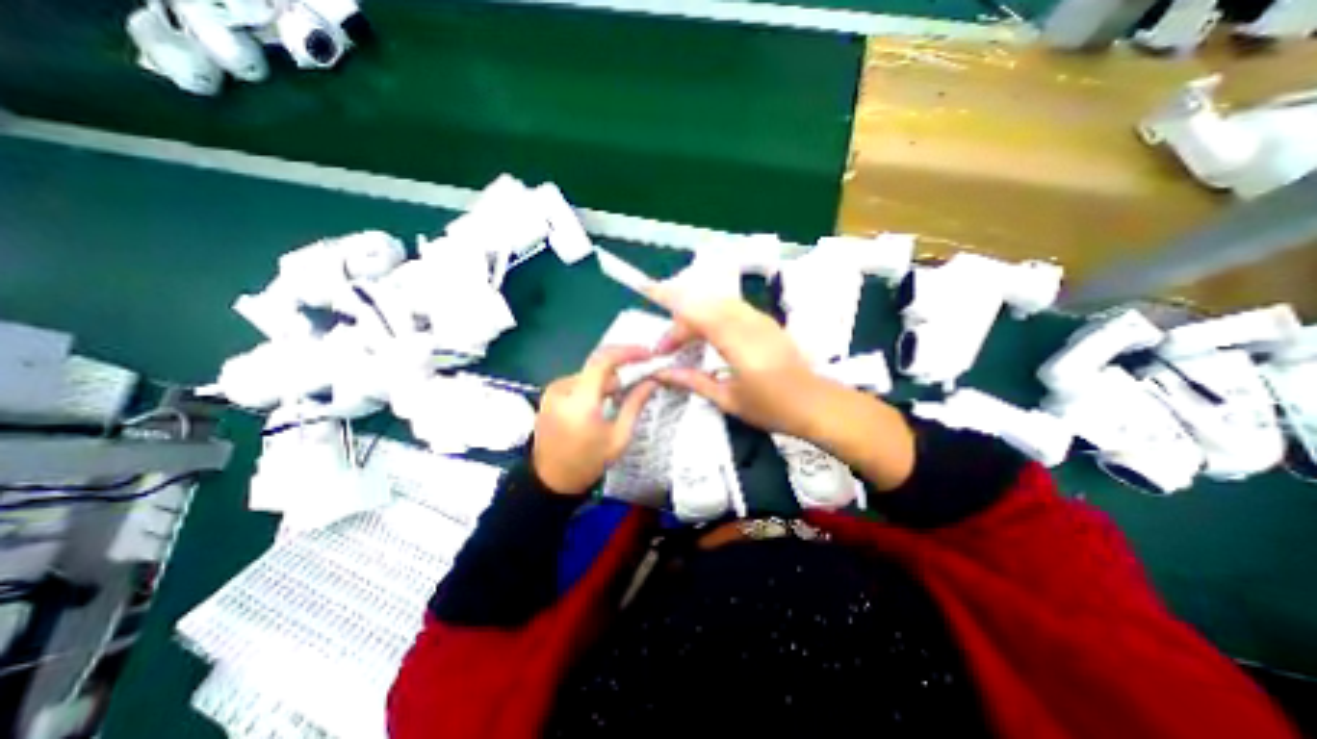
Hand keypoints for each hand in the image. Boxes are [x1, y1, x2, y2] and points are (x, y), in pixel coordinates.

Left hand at [532, 346, 657, 495]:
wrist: (550, 482)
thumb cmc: (588, 463)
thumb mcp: (618, 437)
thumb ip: (635, 404)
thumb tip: (652, 381)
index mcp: (579, 400)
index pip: (604, 360)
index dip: (628, 352)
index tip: (647, 354)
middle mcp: (562, 388)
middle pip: (597, 366)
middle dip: (620, 371)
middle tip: (637, 383)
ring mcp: (553, 391)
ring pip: (588, 373)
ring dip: (605, 381)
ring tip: (616, 401)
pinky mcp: (549, 395)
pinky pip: (578, 381)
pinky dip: (593, 387)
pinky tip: (599, 405)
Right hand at [647, 286, 830, 438]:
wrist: (815, 404)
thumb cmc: (771, 407)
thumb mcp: (727, 399)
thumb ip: (693, 381)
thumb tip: (661, 374)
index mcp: (736, 342)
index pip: (695, 318)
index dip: (673, 331)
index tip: (662, 352)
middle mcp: (747, 322)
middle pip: (704, 305)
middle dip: (682, 322)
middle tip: (672, 347)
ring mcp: (760, 318)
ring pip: (719, 303)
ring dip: (698, 316)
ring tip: (688, 339)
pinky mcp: (767, 321)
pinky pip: (733, 308)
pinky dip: (714, 315)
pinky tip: (711, 334)